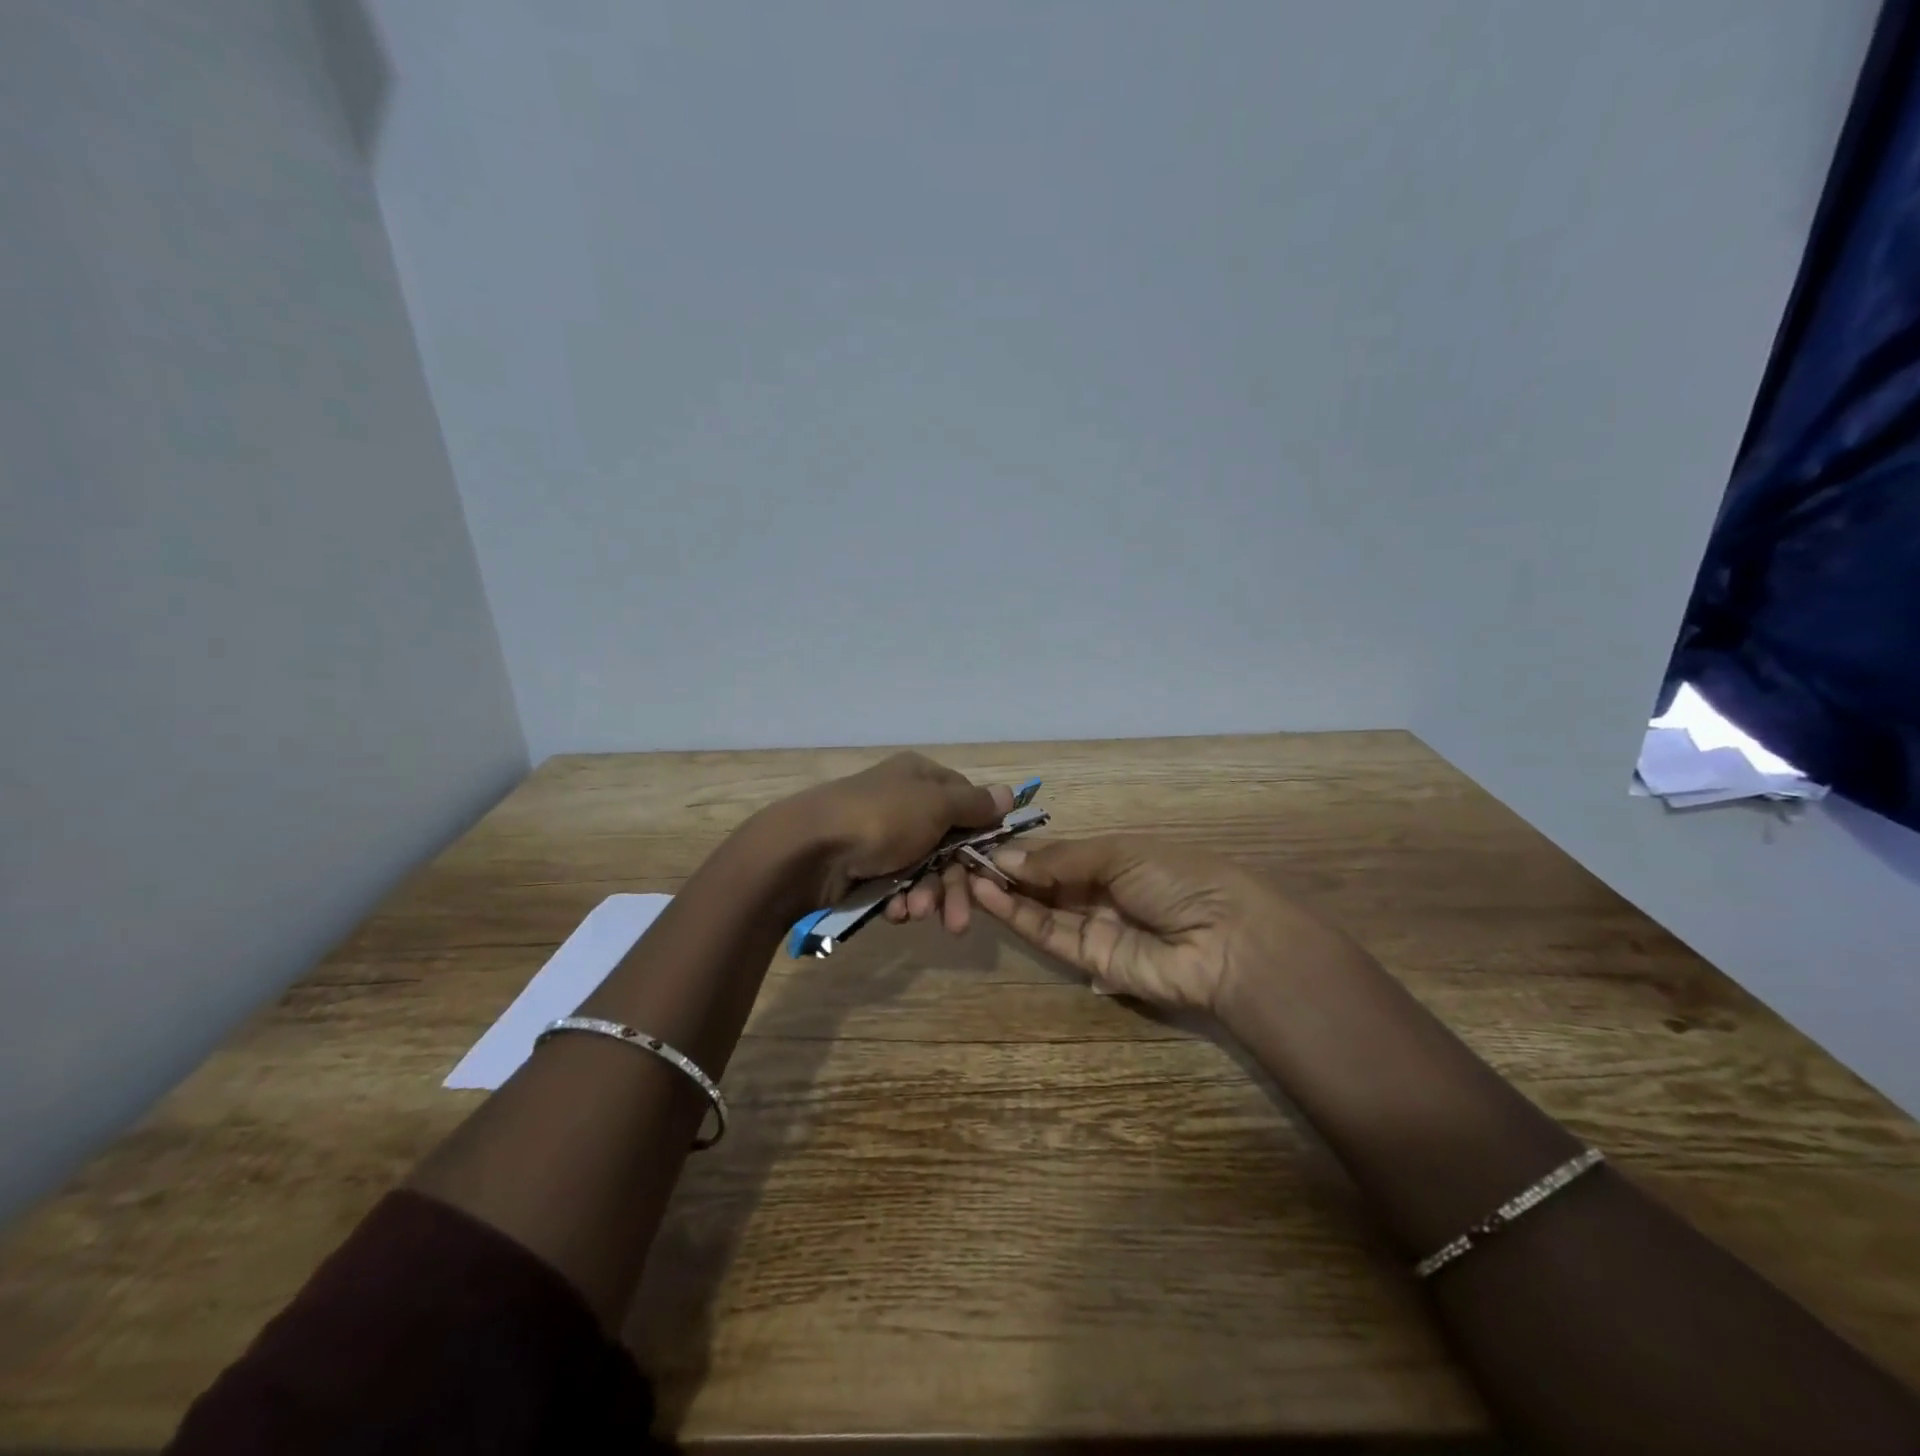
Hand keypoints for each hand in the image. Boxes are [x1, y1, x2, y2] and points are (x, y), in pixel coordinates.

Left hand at [773, 752, 1013, 931]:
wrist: (808, 850)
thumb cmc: (881, 819)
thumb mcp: (935, 805)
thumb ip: (974, 805)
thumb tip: (1009, 793)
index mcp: (922, 778)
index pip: (967, 804)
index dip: (981, 836)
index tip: (992, 868)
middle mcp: (905, 803)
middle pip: (949, 846)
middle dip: (955, 885)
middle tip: (959, 921)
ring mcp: (884, 836)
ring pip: (925, 871)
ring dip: (928, 896)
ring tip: (916, 913)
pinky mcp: (865, 867)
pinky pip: (897, 885)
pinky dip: (900, 900)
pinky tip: (894, 912)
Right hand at [968, 835, 1348, 1017]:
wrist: (1225, 940)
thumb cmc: (1178, 879)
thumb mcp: (1119, 854)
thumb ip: (1061, 859)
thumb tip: (1007, 858)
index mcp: (1115, 859)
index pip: (1059, 853)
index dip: (1025, 848)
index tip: (985, 840)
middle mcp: (1101, 892)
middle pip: (1045, 881)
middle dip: (1009, 870)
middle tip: (966, 860)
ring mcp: (1094, 927)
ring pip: (1040, 908)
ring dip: (1005, 893)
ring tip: (968, 876)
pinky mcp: (1089, 961)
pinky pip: (1048, 934)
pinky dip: (1018, 916)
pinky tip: (989, 895)